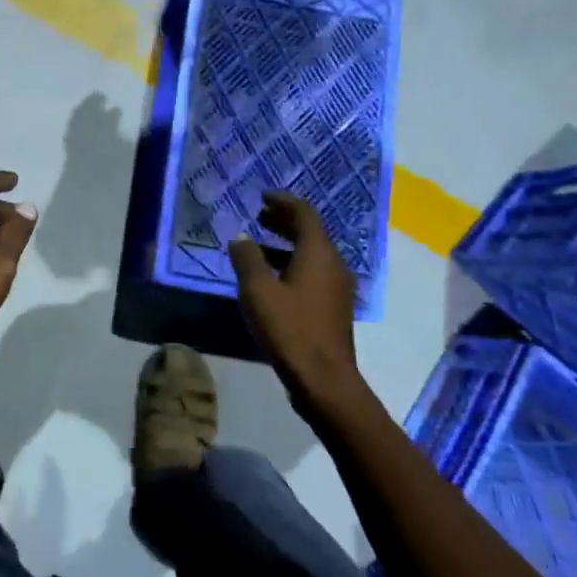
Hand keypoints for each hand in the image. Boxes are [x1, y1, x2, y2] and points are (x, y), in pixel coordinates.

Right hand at [228, 192, 362, 403]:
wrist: (324, 380)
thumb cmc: (290, 328)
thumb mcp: (258, 290)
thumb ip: (247, 258)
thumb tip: (240, 237)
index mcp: (318, 253)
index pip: (304, 213)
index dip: (283, 201)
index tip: (262, 196)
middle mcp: (333, 264)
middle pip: (310, 232)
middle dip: (284, 221)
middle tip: (259, 215)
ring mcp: (336, 288)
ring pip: (311, 254)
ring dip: (285, 244)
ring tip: (257, 245)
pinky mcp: (332, 307)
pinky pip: (312, 273)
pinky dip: (291, 264)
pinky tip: (270, 278)